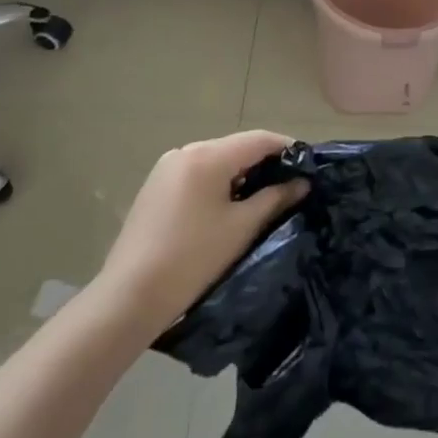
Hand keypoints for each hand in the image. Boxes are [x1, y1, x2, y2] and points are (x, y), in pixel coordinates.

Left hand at [91, 130, 308, 340]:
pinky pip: (197, 174)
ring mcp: (166, 168)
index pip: (258, 139)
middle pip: (235, 147)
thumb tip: (301, 183)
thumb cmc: (192, 258)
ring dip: (240, 174)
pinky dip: (217, 183)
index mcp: (207, 155)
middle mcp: (185, 151)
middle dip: (263, 163)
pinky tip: (227, 207)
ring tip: (262, 198)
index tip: (308, 165)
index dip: (286, 148)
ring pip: (216, 161)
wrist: (129, 298)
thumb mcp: (241, 227)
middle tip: (289, 185)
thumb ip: (275, 198)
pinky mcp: (155, 187)